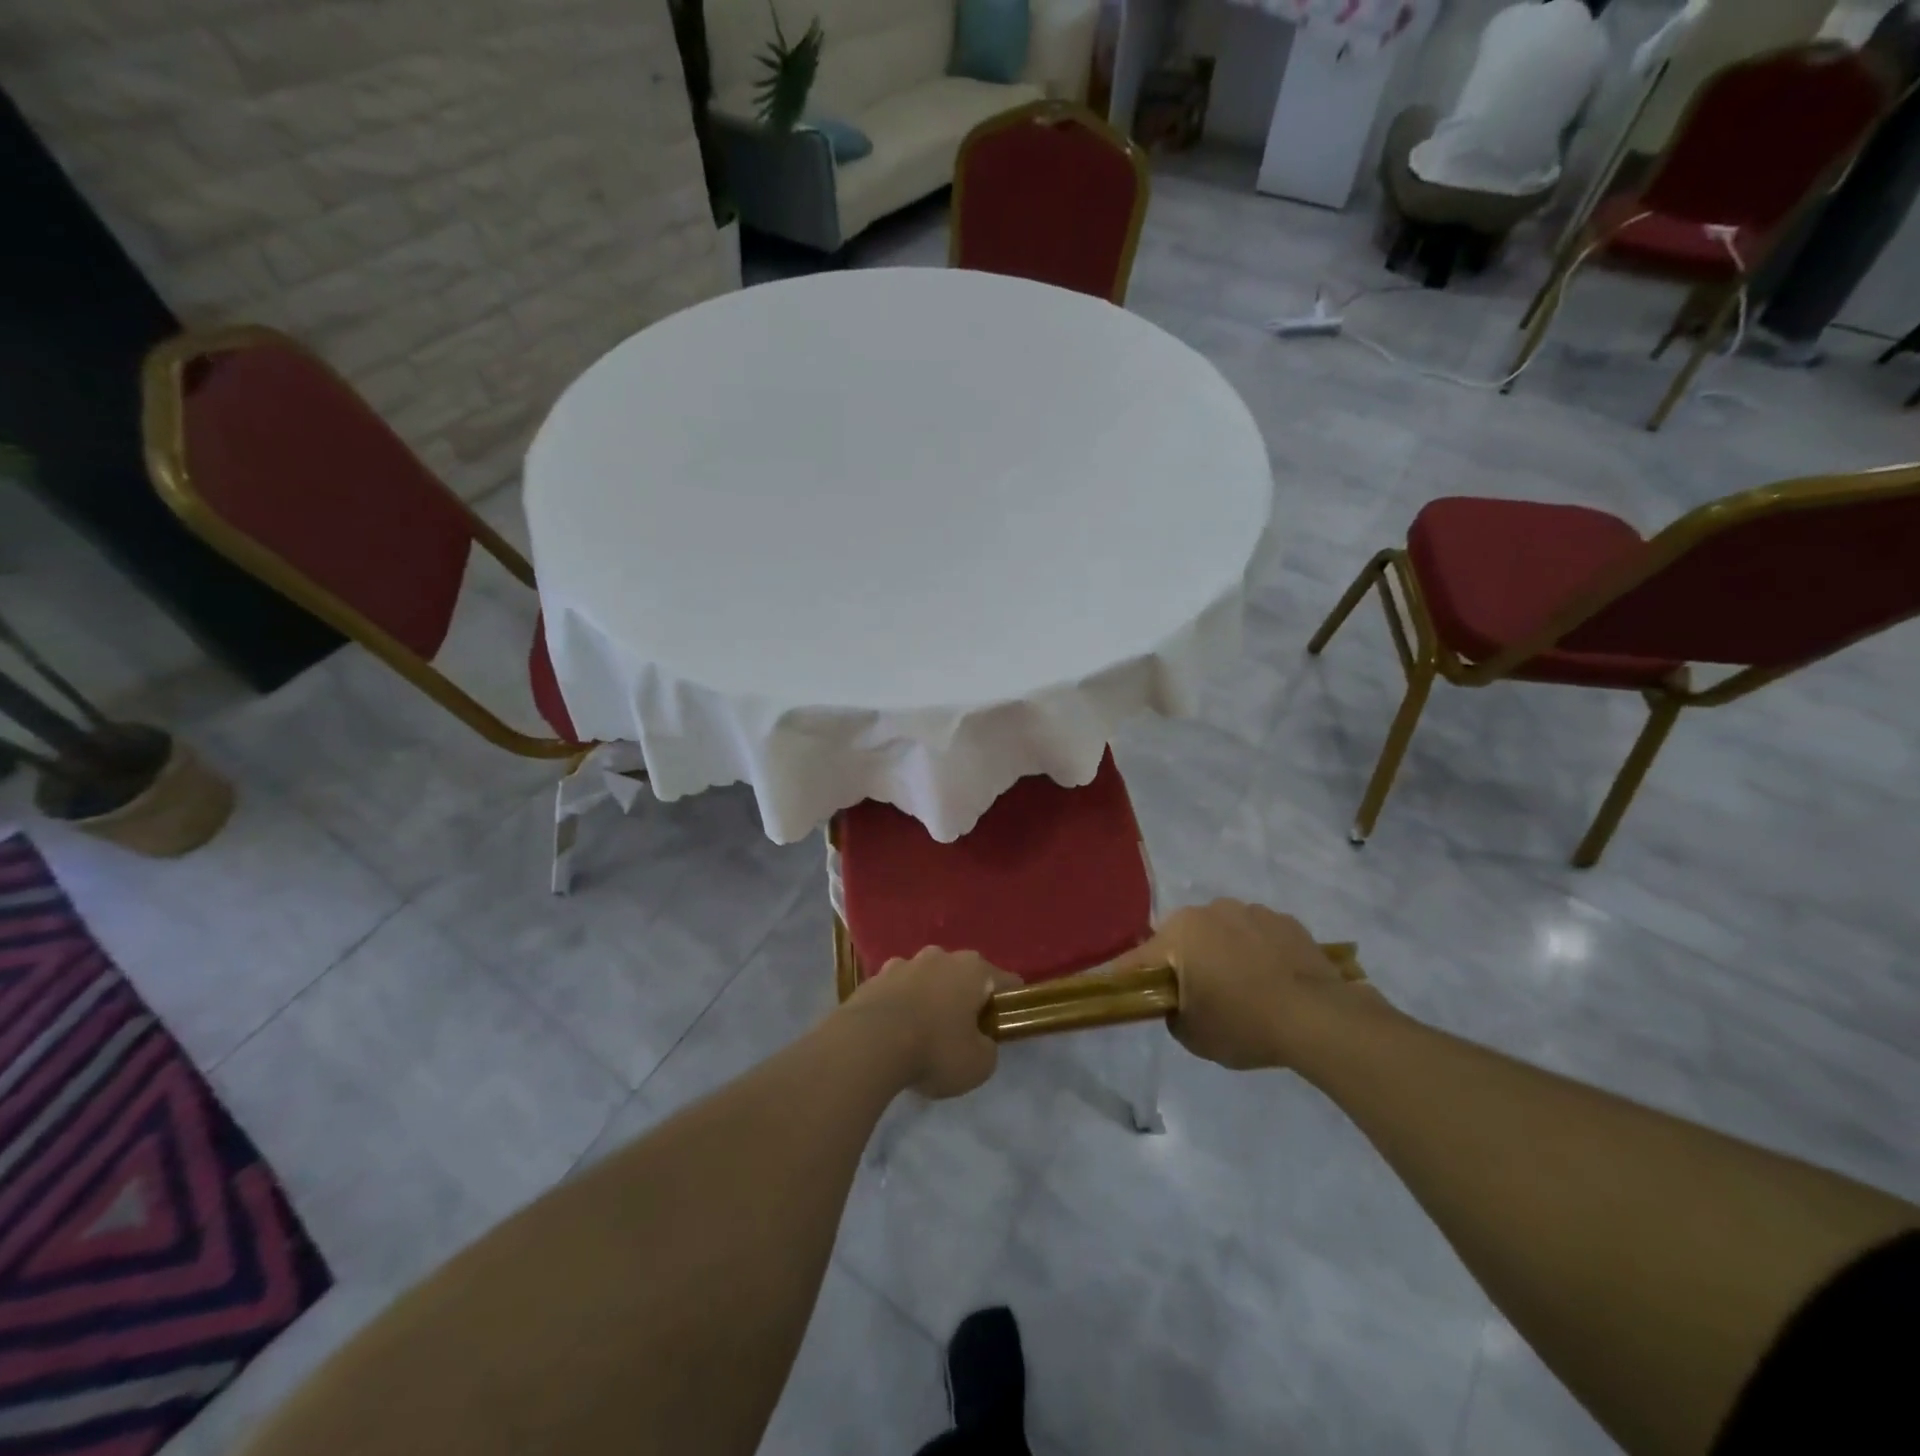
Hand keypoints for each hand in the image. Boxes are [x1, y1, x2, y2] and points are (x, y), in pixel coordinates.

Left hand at [839, 948, 1020, 1098]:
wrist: (868, 1044)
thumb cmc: (934, 1049)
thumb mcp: (978, 1064)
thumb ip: (988, 1048)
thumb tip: (980, 1041)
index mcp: (973, 970)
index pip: (1005, 981)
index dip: (1009, 1003)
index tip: (1003, 1025)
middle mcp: (939, 957)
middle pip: (962, 975)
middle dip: (964, 997)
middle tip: (962, 1031)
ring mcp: (903, 964)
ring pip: (926, 979)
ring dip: (929, 999)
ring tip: (923, 1033)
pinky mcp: (873, 978)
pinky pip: (896, 992)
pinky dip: (900, 1007)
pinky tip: (894, 1034)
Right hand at [1114, 900, 1388, 1071]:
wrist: (1320, 1018)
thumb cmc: (1245, 1024)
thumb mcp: (1193, 1035)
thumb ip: (1173, 1012)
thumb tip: (1180, 1002)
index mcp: (1180, 932)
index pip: (1139, 959)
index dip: (1129, 978)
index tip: (1125, 992)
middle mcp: (1211, 910)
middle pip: (1183, 939)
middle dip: (1184, 962)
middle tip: (1199, 997)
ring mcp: (1252, 911)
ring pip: (1222, 933)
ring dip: (1223, 953)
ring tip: (1244, 990)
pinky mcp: (1286, 921)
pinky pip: (1257, 936)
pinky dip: (1257, 953)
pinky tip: (1272, 982)